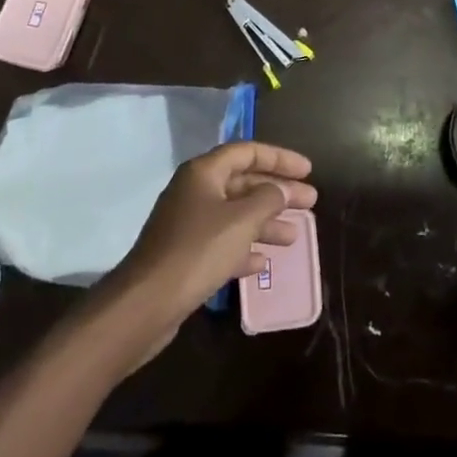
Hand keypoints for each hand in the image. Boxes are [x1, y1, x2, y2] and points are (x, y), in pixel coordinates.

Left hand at [106, 141, 316, 350]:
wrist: (145, 304)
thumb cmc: (198, 251)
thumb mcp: (242, 220)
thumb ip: (268, 199)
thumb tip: (281, 190)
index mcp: (204, 173)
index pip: (248, 151)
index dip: (280, 158)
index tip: (307, 171)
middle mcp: (195, 192)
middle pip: (244, 183)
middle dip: (278, 192)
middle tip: (310, 202)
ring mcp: (188, 225)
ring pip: (236, 215)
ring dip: (266, 223)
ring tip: (295, 236)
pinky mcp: (185, 256)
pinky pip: (223, 243)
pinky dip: (245, 248)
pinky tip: (263, 262)